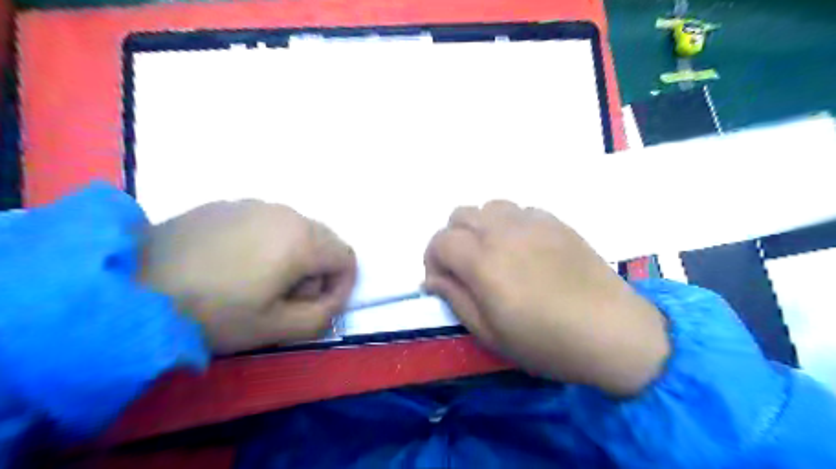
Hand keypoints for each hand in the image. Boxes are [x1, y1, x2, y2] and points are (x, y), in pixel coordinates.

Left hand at [141, 200, 355, 352]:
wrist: (132, 286)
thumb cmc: (213, 312)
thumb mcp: (276, 328)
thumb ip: (321, 316)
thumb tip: (333, 298)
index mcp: (303, 240)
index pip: (346, 257)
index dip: (342, 285)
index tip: (320, 306)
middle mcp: (286, 213)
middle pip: (324, 241)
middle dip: (318, 271)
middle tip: (288, 297)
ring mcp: (256, 204)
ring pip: (297, 230)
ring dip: (295, 256)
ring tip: (261, 281)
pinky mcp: (228, 204)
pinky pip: (268, 222)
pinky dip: (270, 243)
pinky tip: (236, 263)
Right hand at [421, 200, 670, 397]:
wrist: (612, 331)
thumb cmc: (546, 341)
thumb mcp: (489, 333)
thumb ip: (455, 299)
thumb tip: (432, 279)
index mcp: (483, 261)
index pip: (439, 240)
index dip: (432, 258)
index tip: (442, 280)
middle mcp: (502, 231)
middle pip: (459, 214)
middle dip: (452, 238)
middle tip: (465, 267)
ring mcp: (532, 222)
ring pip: (489, 206)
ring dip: (480, 226)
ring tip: (493, 253)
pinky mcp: (555, 221)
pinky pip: (520, 210)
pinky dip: (509, 223)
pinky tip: (523, 248)